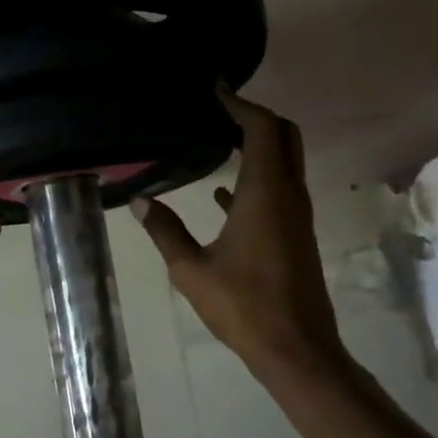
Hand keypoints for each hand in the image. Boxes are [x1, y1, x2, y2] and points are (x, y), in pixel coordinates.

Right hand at [132, 95, 344, 387]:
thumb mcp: (191, 269)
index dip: (241, 104)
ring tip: (219, 138)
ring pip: (285, 162)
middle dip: (256, 116)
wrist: (296, 348)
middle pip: (284, 136)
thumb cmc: (243, 306)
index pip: (262, 129)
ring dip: (259, 144)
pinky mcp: (296, 234)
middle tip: (220, 109)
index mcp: (266, 193)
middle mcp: (289, 195)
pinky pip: (279, 190)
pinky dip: (257, 177)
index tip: (217, 89)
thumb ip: (165, 231)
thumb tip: (141, 201)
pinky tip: (223, 192)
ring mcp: (297, 215)